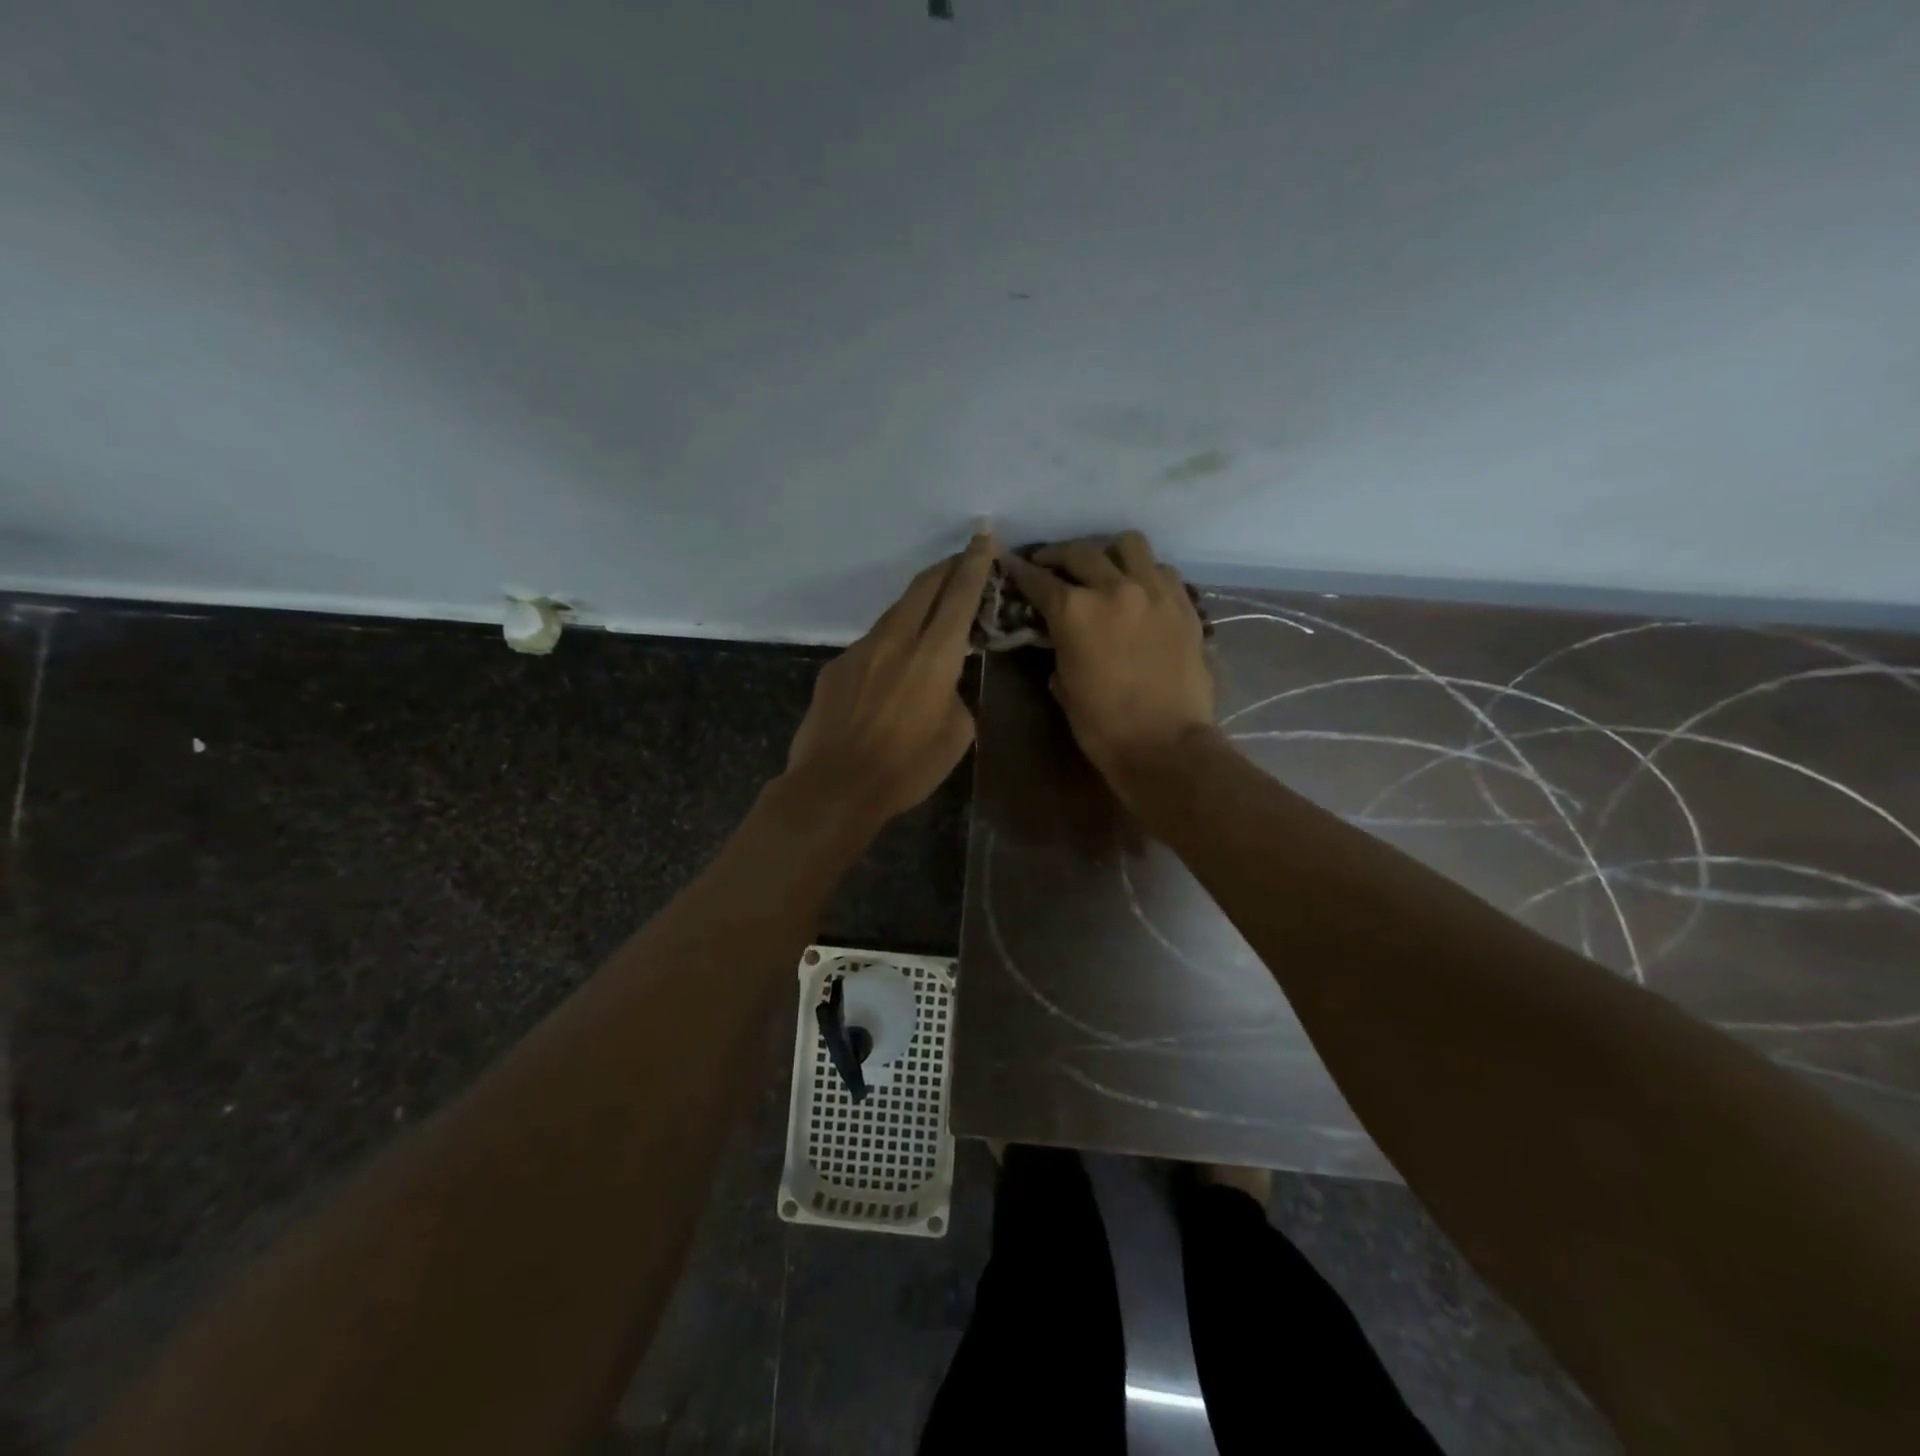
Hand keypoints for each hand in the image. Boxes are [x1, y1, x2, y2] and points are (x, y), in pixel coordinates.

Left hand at [783, 533, 994, 827]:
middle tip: (962, 558)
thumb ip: (955, 696)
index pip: (958, 595)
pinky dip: (891, 642)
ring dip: (917, 604)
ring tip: (931, 611)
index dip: (974, 563)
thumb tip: (942, 685)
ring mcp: (861, 651)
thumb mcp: (956, 736)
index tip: (983, 536)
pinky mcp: (837, 667)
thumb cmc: (906, 768)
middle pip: (923, 588)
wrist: (835, 786)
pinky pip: (871, 644)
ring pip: (895, 613)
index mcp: (934, 656)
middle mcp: (896, 640)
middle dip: (946, 567)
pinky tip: (892, 668)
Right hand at [1002, 532, 1214, 797]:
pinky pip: (1161, 570)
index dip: (1020, 570)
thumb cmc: (1103, 726)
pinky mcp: (1184, 604)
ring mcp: (1155, 592)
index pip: (1039, 579)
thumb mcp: (1065, 685)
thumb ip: (1060, 646)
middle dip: (1058, 555)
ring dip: (1108, 552)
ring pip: (1128, 545)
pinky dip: (1144, 572)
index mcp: (1075, 611)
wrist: (1166, 746)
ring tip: (1102, 567)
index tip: (1010, 563)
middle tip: (1049, 565)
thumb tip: (1060, 636)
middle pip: (1080, 552)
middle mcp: (1114, 588)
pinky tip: (1138, 589)